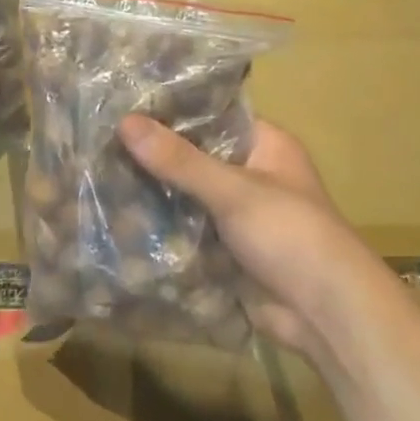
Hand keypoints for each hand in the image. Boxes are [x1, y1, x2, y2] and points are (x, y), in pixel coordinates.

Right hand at [117, 116, 379, 358]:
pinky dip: (159, 229)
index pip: (212, 116)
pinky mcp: (224, 251)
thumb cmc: (290, 236)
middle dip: (152, 157)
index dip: (170, 112)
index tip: (122, 106)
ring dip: (151, 195)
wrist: (324, 314)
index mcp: (266, 146)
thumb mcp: (234, 191)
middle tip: (97, 144)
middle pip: (193, 158)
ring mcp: (236, 216)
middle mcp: (251, 175)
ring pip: (185, 197)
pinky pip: (184, 232)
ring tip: (96, 178)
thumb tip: (125, 122)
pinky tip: (116, 222)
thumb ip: (179, 160)